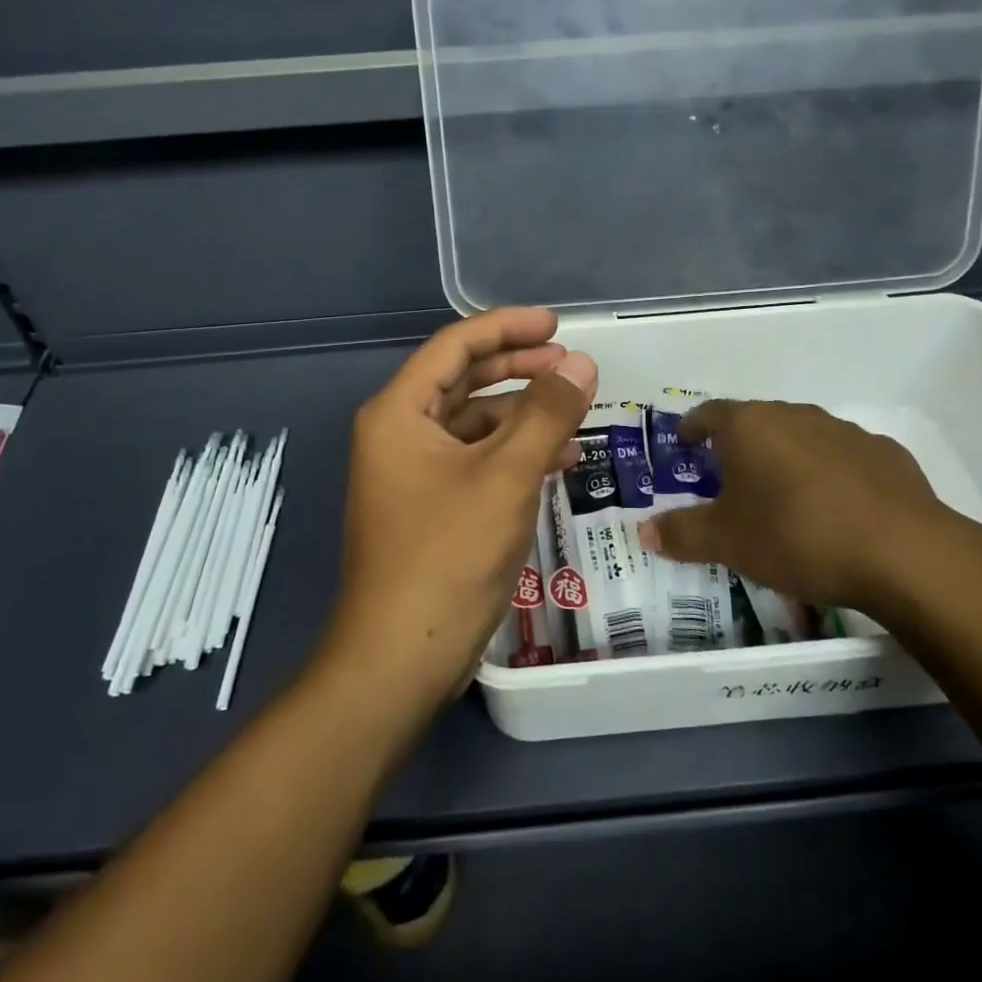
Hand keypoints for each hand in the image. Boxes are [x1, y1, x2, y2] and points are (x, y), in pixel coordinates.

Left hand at [323, 308, 596, 718]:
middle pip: (463, 380)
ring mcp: (413, 472)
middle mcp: (399, 433)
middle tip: (569, 360)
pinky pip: (476, 461)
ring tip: (573, 408)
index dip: (507, 327)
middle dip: (517, 366)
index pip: (455, 346)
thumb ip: (546, 414)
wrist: (401, 657)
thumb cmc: (448, 555)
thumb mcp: (506, 477)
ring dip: (522, 413)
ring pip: (474, 423)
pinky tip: (558, 461)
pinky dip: (514, 453)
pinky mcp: (431, 506)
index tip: (557, 324)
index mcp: (400, 412)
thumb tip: (581, 364)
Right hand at [639, 400, 981, 614]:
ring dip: (786, 457)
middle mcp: (794, 415)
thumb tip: (644, 531)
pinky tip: (836, 508)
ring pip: (801, 437)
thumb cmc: (796, 535)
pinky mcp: (884, 453)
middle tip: (729, 478)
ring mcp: (843, 431)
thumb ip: (682, 533)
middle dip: (739, 445)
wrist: (902, 552)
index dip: (693, 427)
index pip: (709, 413)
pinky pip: (843, 457)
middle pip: (755, 422)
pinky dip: (829, 474)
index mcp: (749, 426)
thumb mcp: (727, 542)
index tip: (685, 443)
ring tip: (782, 495)